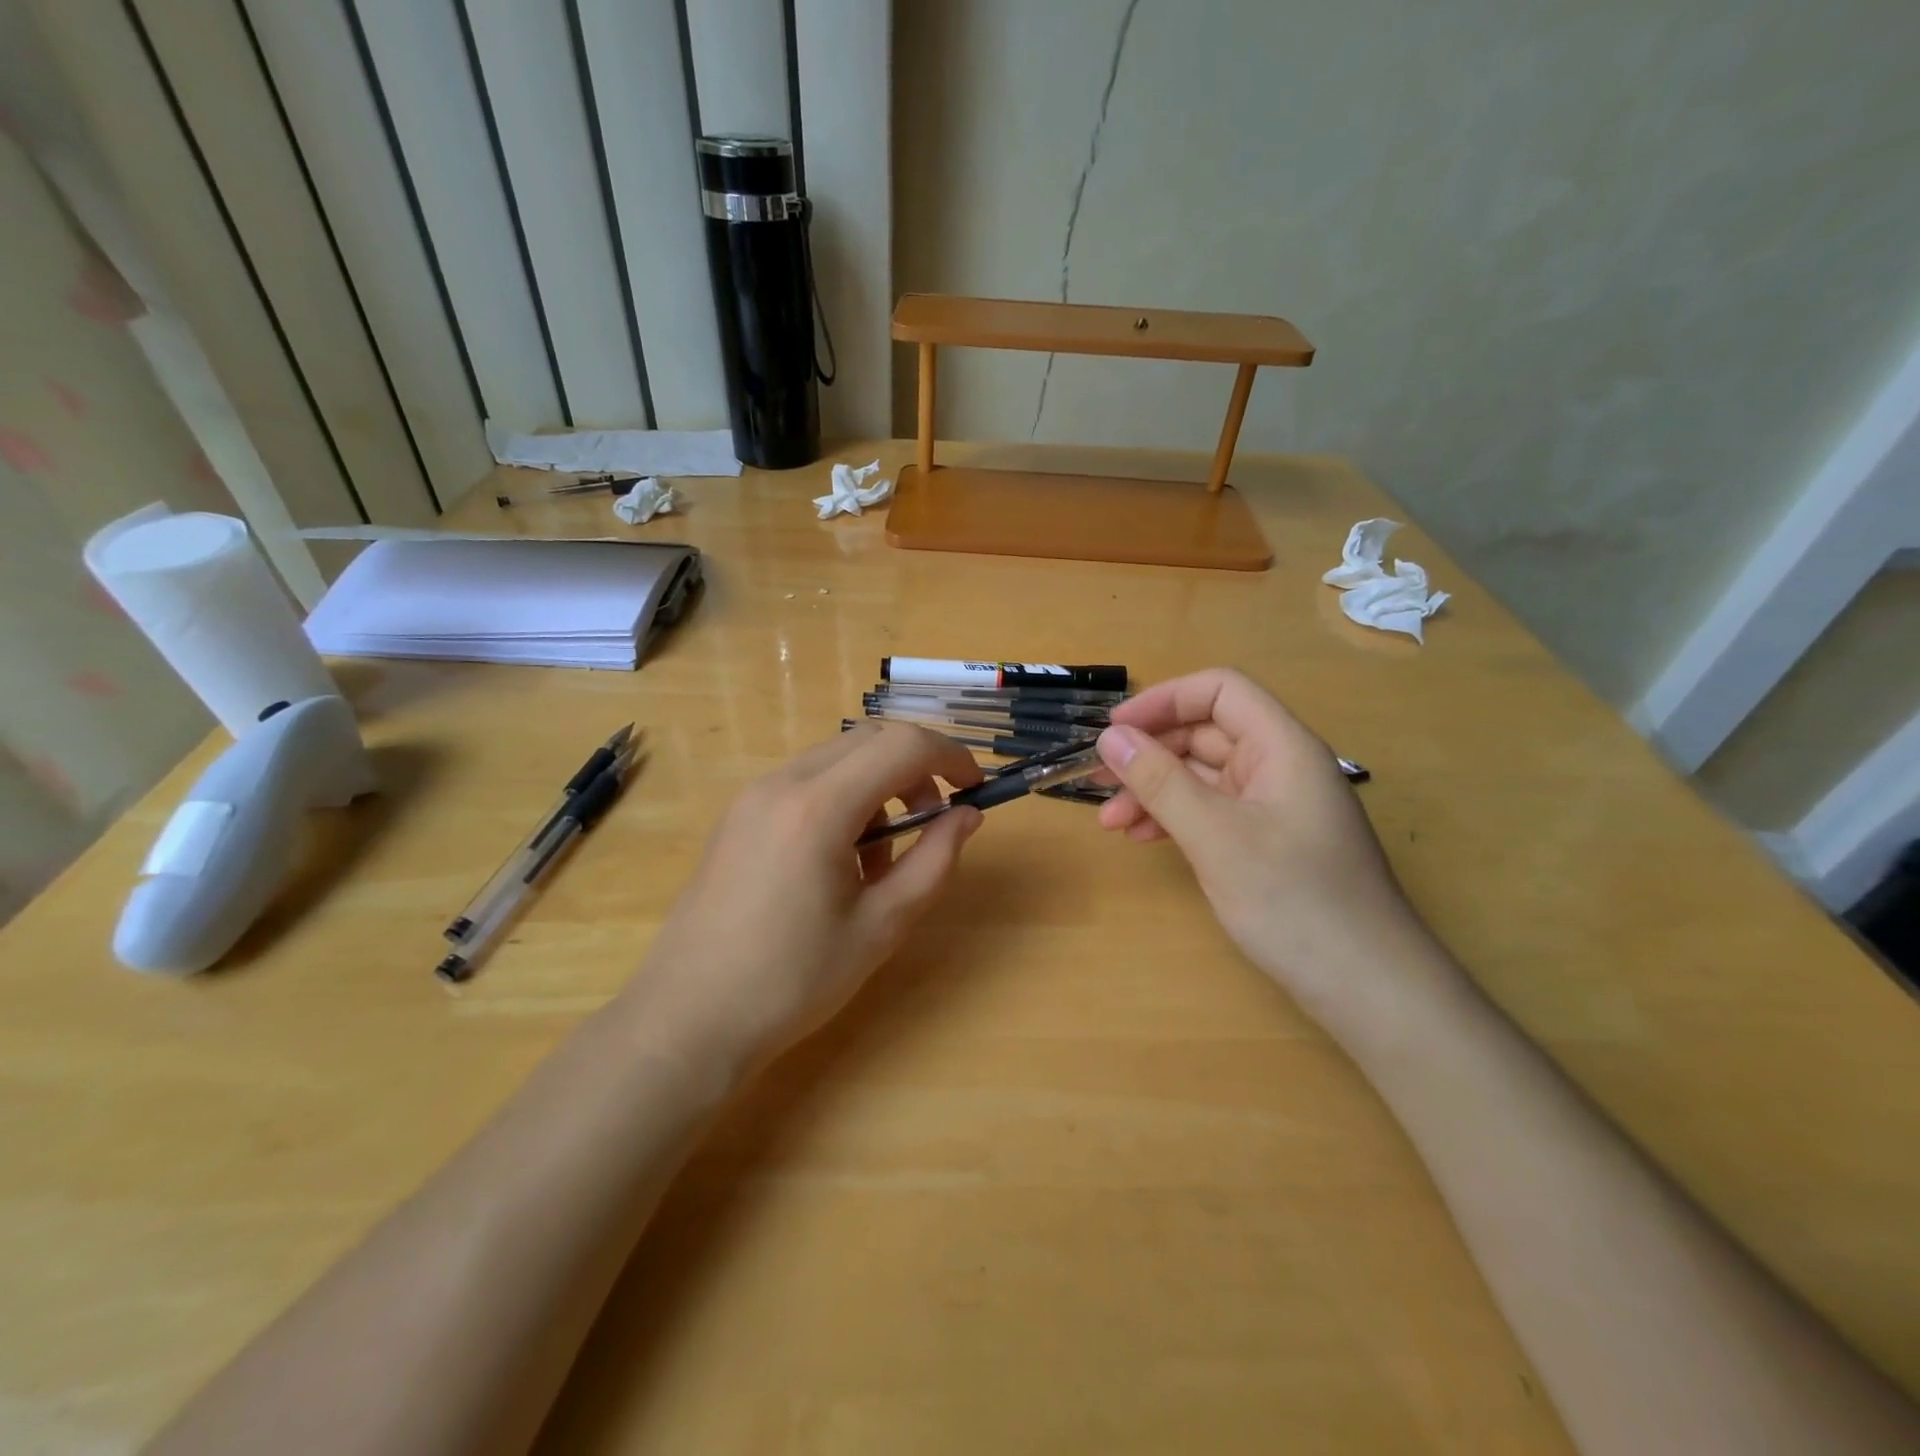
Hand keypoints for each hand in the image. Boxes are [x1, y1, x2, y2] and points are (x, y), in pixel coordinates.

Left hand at [629, 724, 984, 1075]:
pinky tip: (840, 859)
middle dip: (916, 767)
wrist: (688, 1018)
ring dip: (879, 785)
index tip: (977, 789)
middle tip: (935, 822)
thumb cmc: (792, 981)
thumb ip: (934, 861)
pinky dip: (844, 798)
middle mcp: (782, 782)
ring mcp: (753, 795)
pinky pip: (807, 781)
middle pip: (870, 738)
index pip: (902, 745)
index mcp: (818, 807)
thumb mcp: (881, 925)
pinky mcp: (739, 813)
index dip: (951, 757)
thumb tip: (967, 816)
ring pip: (839, 757)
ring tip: (882, 857)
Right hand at [1095, 669, 1457, 1037]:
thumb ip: (1161, 782)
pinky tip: (1143, 838)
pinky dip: (1174, 818)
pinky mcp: (1267, 842)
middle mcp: (1279, 766)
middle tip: (1098, 780)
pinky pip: (1211, 812)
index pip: (1220, 691)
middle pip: (1205, 733)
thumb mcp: (1216, 837)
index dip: (1164, 701)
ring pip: (1203, 776)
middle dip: (1149, 753)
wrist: (1367, 988)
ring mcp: (1274, 806)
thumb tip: (1110, 737)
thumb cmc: (1295, 901)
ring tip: (1111, 821)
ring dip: (1154, 790)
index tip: (1115, 731)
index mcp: (1282, 747)